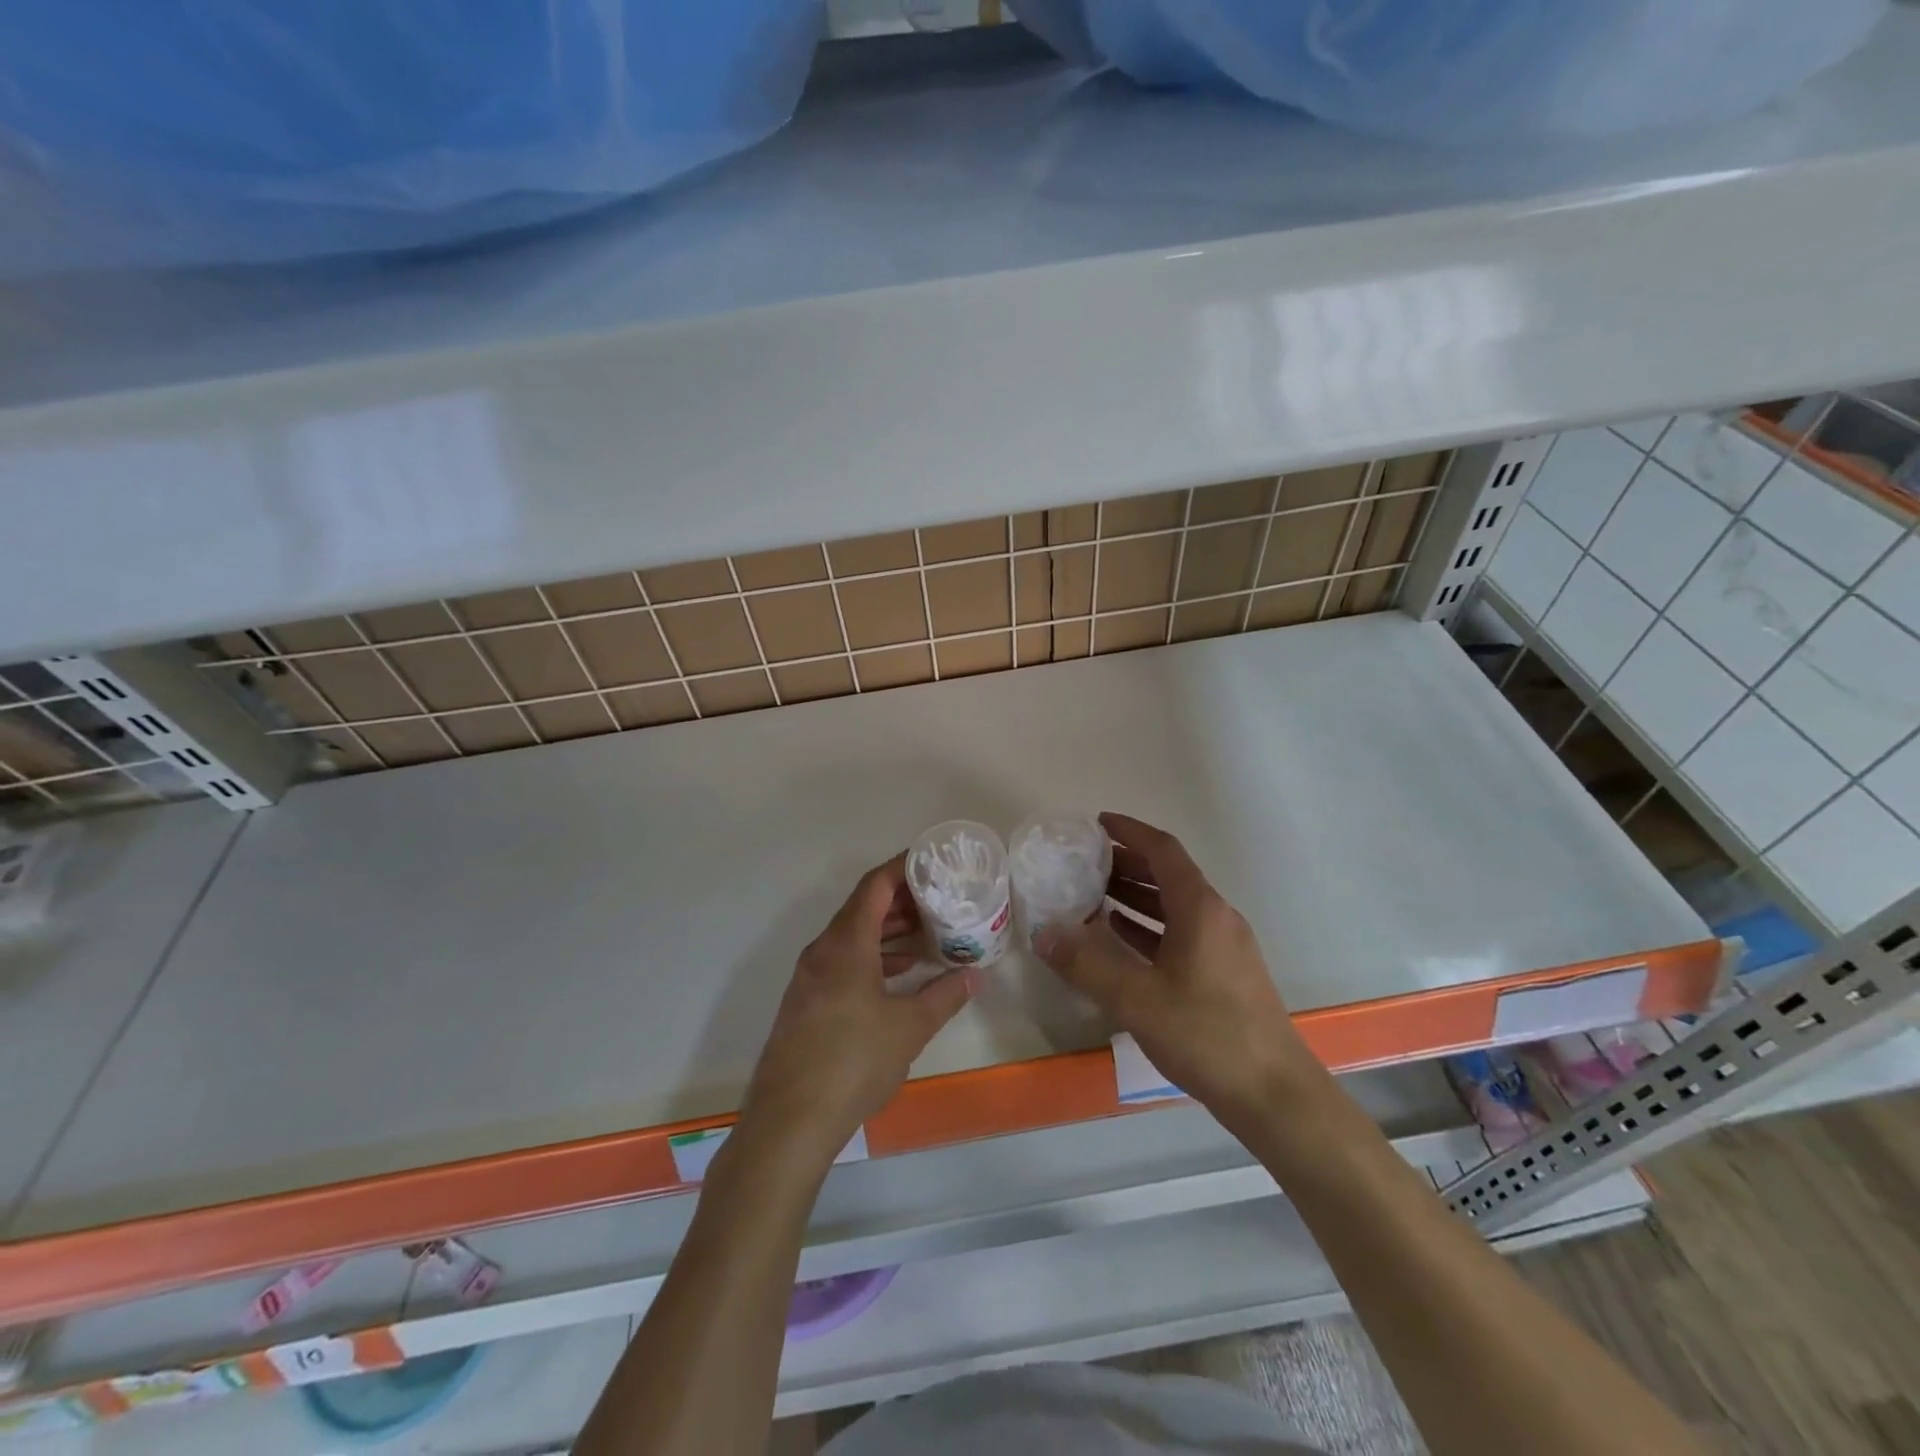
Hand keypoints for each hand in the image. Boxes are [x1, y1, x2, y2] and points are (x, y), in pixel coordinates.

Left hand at [738, 855, 970, 1167]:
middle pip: (862, 909)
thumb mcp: (910, 1028)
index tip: (931, 862)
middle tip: (938, 900)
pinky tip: (897, 975)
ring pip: (852, 937)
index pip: (874, 886)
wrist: (790, 1121)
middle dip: (900, 901)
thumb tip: (973, 976)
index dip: (902, 868)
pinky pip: (842, 962)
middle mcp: (822, 951)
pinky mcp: (805, 1003)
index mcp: (846, 944)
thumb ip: (944, 996)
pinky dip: (871, 958)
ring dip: (886, 932)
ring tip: (925, 935)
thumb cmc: (854, 1062)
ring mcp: (809, 978)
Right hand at [1037, 812, 1315, 1126]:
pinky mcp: (1223, 975)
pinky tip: (1120, 940)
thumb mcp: (1137, 998)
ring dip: (1135, 897)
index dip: (1129, 831)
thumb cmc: (1206, 1035)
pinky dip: (1148, 928)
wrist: (1274, 1095)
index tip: (1096, 823)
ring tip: (1091, 897)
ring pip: (1173, 907)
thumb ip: (1086, 964)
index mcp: (1200, 908)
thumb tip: (1044, 934)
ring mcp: (1223, 947)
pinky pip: (1180, 934)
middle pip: (1168, 876)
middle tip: (1083, 863)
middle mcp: (1216, 918)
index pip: (1162, 850)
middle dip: (1126, 864)